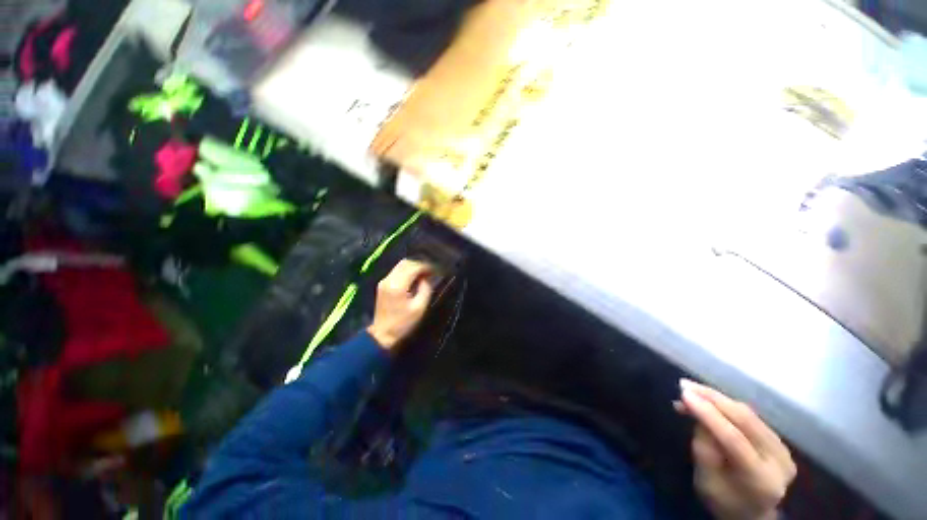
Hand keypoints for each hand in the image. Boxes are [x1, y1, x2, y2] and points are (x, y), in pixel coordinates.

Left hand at [367, 259, 433, 350]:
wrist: (382, 334)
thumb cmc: (403, 323)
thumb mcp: (419, 307)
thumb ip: (426, 288)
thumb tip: (427, 277)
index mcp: (397, 285)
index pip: (414, 267)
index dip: (427, 266)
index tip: (437, 270)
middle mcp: (389, 279)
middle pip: (406, 262)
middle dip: (421, 264)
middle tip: (432, 270)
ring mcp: (384, 281)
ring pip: (401, 265)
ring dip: (414, 266)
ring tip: (426, 272)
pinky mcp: (383, 284)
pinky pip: (397, 270)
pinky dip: (408, 270)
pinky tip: (416, 277)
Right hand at [676, 379, 796, 519]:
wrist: (750, 513)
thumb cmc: (722, 501)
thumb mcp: (705, 481)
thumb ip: (703, 449)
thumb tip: (697, 414)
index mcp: (761, 480)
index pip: (735, 440)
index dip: (708, 414)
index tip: (683, 394)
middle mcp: (779, 462)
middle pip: (745, 421)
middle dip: (712, 399)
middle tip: (684, 385)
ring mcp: (783, 450)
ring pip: (748, 414)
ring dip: (717, 399)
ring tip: (691, 390)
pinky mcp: (780, 442)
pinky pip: (751, 417)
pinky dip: (727, 405)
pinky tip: (709, 400)